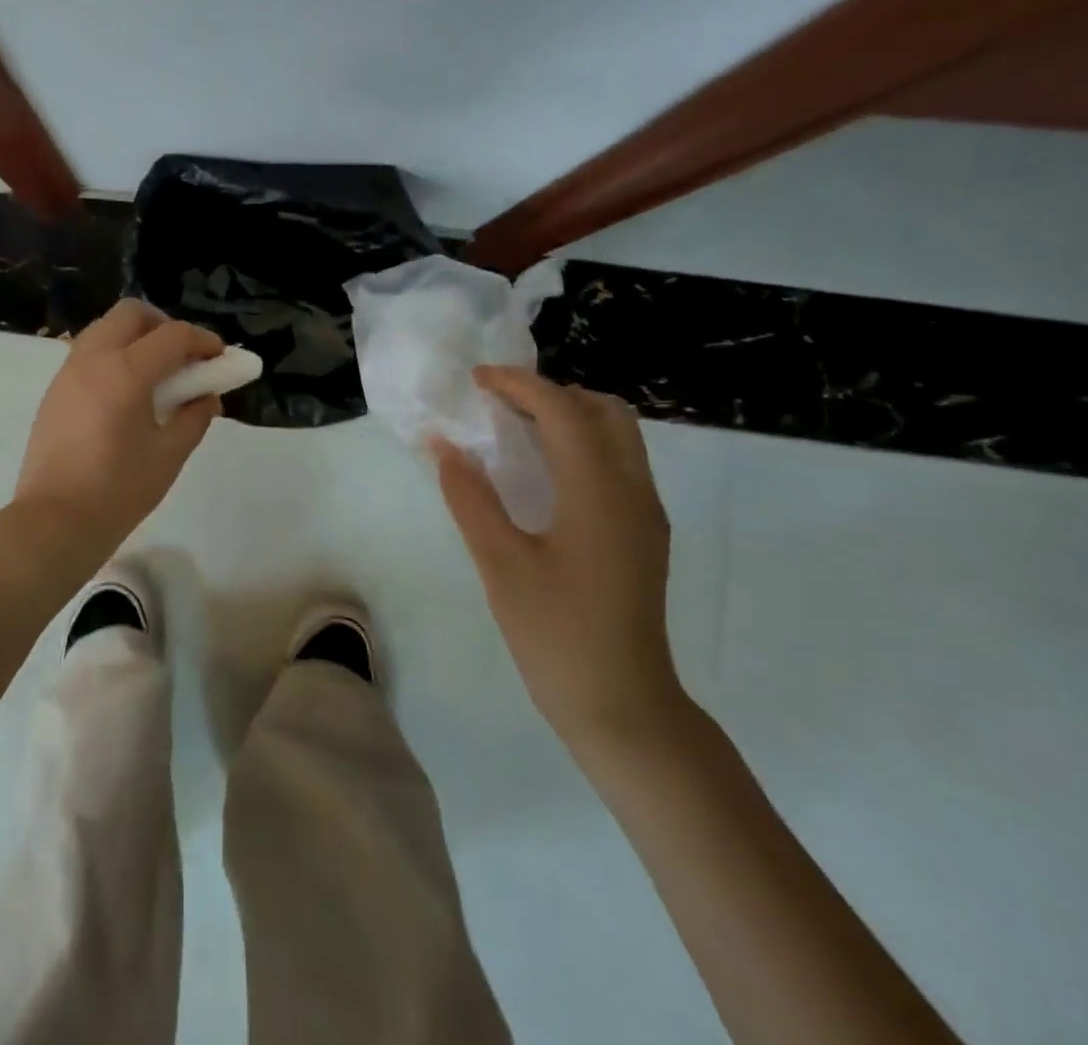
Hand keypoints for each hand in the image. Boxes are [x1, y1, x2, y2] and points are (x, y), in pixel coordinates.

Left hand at [11, 298, 224, 573]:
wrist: (53, 521)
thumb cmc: (118, 491)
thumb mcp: (169, 455)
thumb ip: (194, 416)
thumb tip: (208, 396)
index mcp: (125, 372)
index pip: (173, 335)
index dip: (203, 341)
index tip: (219, 358)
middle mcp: (93, 358)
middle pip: (132, 313)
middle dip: (164, 326)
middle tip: (183, 358)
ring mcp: (68, 371)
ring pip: (106, 328)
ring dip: (136, 338)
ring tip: (156, 377)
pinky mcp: (54, 389)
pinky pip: (89, 352)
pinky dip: (114, 355)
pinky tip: (126, 394)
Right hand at [430, 366, 683, 750]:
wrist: (623, 707)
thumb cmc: (557, 634)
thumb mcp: (500, 564)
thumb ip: (470, 497)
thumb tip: (444, 445)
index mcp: (600, 493)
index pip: (564, 411)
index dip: (519, 385)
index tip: (476, 380)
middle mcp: (633, 492)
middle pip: (605, 411)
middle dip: (552, 393)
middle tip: (499, 402)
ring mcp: (643, 515)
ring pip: (617, 436)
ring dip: (568, 416)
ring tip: (512, 428)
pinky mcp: (641, 534)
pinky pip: (616, 463)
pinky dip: (579, 444)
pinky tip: (539, 471)